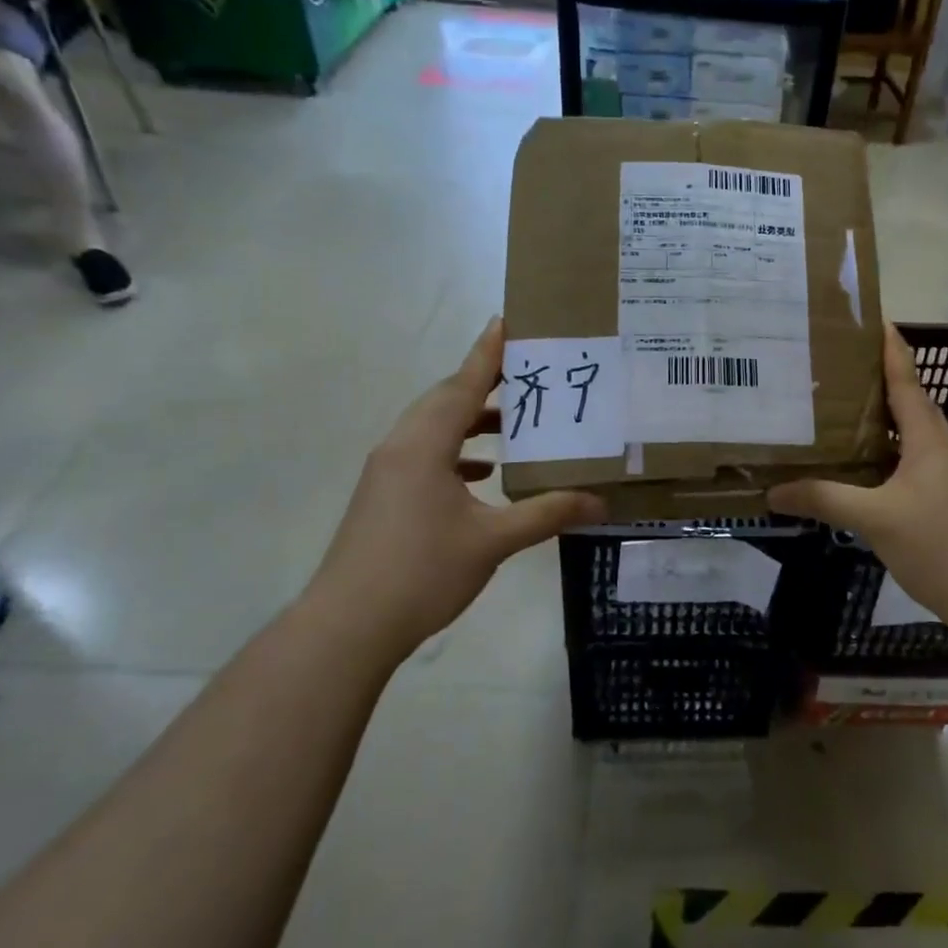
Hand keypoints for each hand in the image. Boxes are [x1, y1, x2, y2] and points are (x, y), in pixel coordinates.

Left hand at [299, 317, 604, 663]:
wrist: (348, 626)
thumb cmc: (421, 572)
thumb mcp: (493, 541)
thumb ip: (547, 514)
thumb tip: (600, 502)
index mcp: (424, 444)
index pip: (462, 384)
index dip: (487, 353)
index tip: (507, 321)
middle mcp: (401, 446)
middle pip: (444, 399)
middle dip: (484, 383)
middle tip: (527, 373)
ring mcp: (387, 471)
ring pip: (433, 428)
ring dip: (470, 419)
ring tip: (512, 421)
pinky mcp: (384, 494)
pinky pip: (425, 453)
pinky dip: (456, 451)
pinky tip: (484, 473)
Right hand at [769, 327, 947, 627]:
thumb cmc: (938, 544)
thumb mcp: (874, 519)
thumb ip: (825, 500)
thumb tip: (774, 491)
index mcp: (929, 439)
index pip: (906, 383)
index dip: (891, 351)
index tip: (877, 321)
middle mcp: (944, 447)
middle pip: (912, 404)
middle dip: (882, 382)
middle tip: (842, 370)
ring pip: (916, 435)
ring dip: (888, 420)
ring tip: (849, 413)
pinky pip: (918, 460)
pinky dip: (893, 452)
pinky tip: (871, 468)